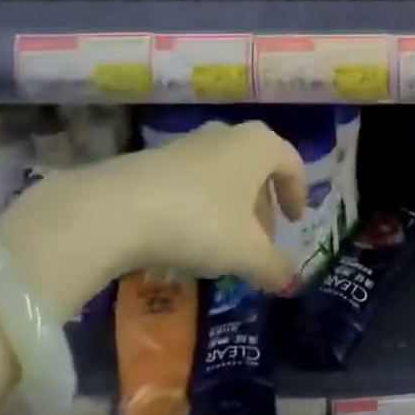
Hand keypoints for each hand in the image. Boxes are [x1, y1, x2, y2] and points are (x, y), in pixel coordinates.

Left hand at [0, 121, 305, 311]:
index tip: (295, 222)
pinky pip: (194, 181)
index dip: (297, 193)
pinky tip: (189, 238)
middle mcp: (226, 135)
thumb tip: (290, 279)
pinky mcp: (155, 159)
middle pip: (256, 168)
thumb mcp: (245, 252)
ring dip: (232, 208)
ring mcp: (187, 143)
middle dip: (262, 206)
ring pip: (224, 175)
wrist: (116, 209)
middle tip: (261, 243)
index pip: (291, 163)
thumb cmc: (199, 221)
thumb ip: (274, 266)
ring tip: (225, 245)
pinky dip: (202, 206)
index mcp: (258, 145)